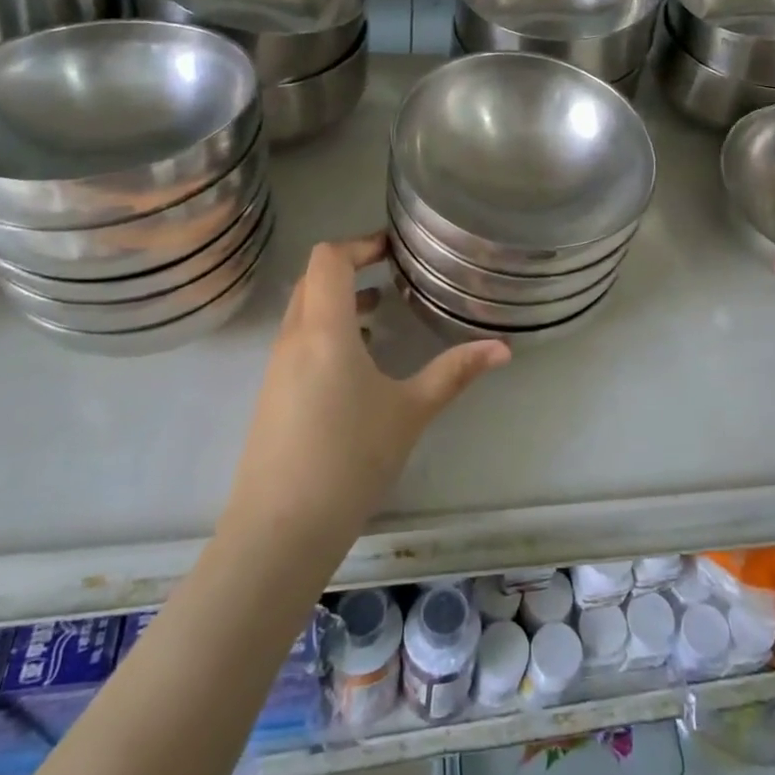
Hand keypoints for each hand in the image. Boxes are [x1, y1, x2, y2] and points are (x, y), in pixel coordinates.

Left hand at [225, 232, 509, 542]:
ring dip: (339, 301)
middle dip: (350, 266)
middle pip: (312, 279)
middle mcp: (293, 339)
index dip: (359, 243)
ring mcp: (276, 368)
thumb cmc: (349, 459)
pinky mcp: (272, 395)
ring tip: (381, 309)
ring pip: (303, 311)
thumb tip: (503, 348)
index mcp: (324, 330)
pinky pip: (298, 341)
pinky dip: (328, 331)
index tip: (392, 247)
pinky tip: (359, 361)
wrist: (279, 531)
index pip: (328, 259)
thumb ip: (455, 373)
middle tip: (391, 270)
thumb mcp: (411, 412)